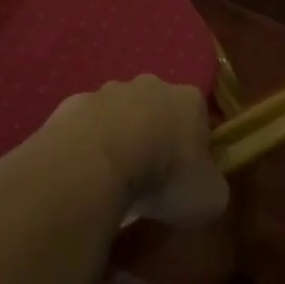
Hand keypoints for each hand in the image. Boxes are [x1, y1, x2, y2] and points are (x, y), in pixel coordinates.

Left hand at [43, 76, 226, 225]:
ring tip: (113, 176)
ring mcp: (107, 91)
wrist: (96, 160)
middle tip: (149, 174)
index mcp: (189, 100)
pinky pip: (85, 126)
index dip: (195, 145)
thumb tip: (205, 186)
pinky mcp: (72, 104)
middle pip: (157, 108)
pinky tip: (84, 171)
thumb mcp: (209, 197)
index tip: (187, 173)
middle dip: (154, 134)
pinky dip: (86, 144)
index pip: (199, 116)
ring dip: (118, 137)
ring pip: (118, 113)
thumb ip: (212, 187)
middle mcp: (150, 85)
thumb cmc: (164, 176)